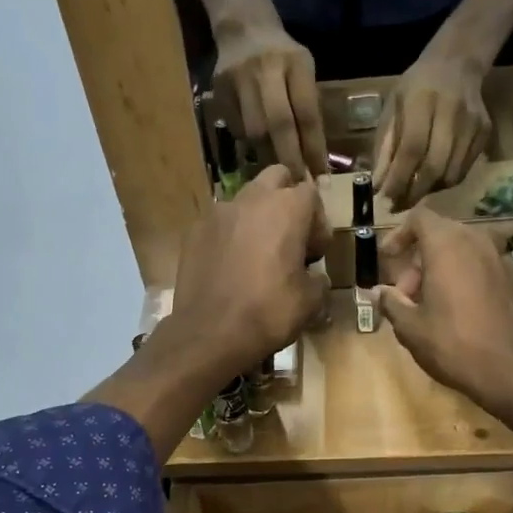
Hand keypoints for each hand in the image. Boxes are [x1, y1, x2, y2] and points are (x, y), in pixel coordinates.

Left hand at [167, 166, 328, 378]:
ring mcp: (218, 213)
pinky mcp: (194, 231)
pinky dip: (230, 235)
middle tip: (290, 237)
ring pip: (245, 199)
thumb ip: (318, 280)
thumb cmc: (268, 313)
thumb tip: (314, 277)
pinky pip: (220, 223)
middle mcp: (251, 199)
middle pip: (276, 178)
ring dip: (257, 216)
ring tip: (258, 252)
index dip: (318, 222)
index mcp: (287, 209)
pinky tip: (230, 265)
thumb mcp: (310, 302)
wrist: (209, 333)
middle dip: (287, 200)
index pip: (311, 195)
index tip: (315, 253)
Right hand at [214, 18, 328, 180]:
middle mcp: (266, 69)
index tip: (320, 176)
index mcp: (296, 63)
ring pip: (254, 131)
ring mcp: (239, 79)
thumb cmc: (282, 56)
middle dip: (290, 159)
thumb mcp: (304, 70)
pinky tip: (256, 146)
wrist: (243, 28)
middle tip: (297, 184)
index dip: (314, 148)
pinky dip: (249, 143)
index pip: (307, 113)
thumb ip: (307, 107)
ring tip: (277, 172)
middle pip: (279, 124)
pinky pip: (237, 129)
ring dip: (268, 156)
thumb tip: (313, 159)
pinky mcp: (220, 90)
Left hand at [372, 50, 492, 209]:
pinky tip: (432, 181)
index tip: (385, 199)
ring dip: (429, 191)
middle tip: (398, 205)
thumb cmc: (416, 88)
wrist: (457, 63)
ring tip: (413, 194)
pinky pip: (464, 170)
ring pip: (451, 174)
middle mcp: (451, 111)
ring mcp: (473, 123)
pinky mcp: (485, 132)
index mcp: (422, 100)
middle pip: (434, 166)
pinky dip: (445, 183)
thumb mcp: (392, 109)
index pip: (412, 149)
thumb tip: (378, 186)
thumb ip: (385, 146)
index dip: (398, 179)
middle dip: (413, 193)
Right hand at [375, 208, 512, 422]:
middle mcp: (479, 243)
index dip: (400, 234)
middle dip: (420, 259)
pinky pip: (488, 271)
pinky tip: (467, 315)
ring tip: (435, 306)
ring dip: (446, 270)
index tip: (389, 258)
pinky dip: (471, 282)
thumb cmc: (454, 346)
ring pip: (467, 253)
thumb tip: (380, 292)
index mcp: (448, 247)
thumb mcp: (410, 328)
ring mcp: (506, 261)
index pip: (420, 218)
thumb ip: (391, 302)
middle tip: (408, 294)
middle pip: (443, 235)